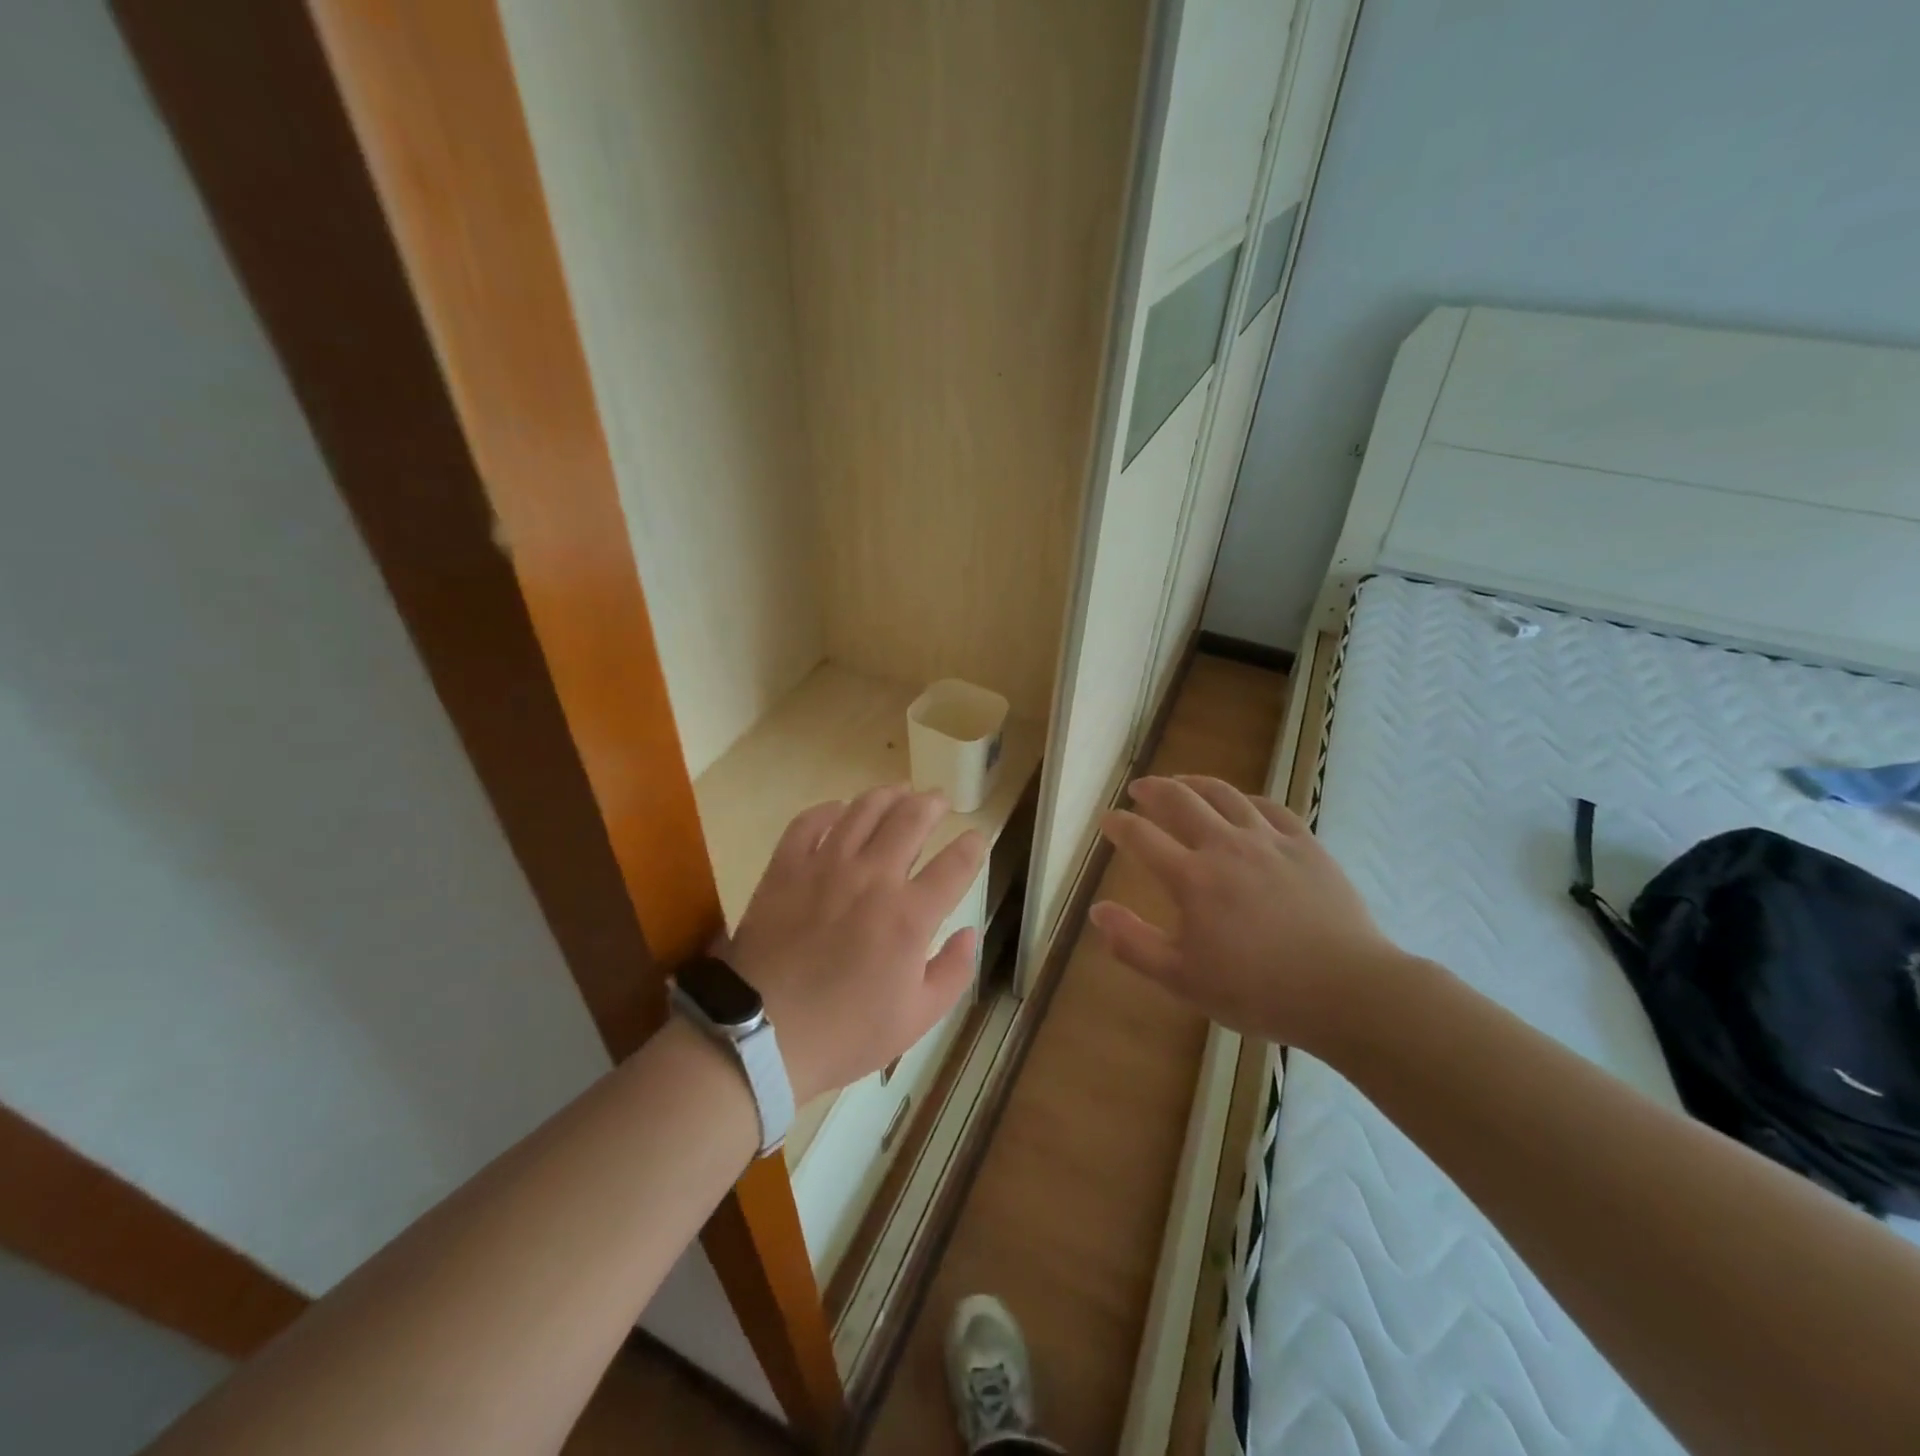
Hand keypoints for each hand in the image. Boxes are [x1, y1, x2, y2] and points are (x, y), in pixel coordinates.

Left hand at [729, 785, 985, 1105]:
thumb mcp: (917, 1018)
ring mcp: (825, 867)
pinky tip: (839, 809)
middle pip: (911, 819)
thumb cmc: (845, 1033)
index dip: (972, 846)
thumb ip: (953, 971)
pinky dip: (828, 809)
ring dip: (888, 794)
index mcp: (909, 916)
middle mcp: (873, 878)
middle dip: (933, 804)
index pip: (955, 864)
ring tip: (900, 791)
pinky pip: (808, 822)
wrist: (761, 1036)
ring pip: (863, 810)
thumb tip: (970, 932)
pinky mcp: (786, 868)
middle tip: (940, 799)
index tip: (977, 839)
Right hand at [1090, 775, 1402, 1050]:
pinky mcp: (1305, 845)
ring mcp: (1269, 841)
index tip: (1108, 819)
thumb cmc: (1257, 991)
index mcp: (1192, 878)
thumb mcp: (1183, 980)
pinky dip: (1246, 799)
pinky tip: (1241, 803)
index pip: (1142, 838)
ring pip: (1224, 794)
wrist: (1346, 990)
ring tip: (1181, 781)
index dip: (1120, 825)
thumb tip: (1097, 911)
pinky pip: (1270, 807)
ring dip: (1195, 782)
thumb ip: (1134, 944)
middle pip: (1180, 801)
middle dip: (1154, 790)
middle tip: (1139, 788)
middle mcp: (1225, 846)